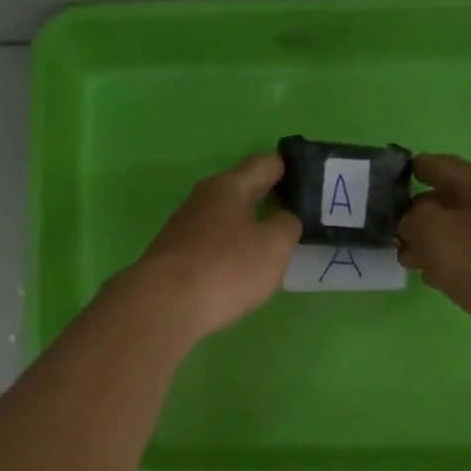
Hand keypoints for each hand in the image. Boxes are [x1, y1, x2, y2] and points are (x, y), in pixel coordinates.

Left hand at [132, 153, 302, 341]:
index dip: (286, 167)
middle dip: (266, 197)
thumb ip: (287, 226)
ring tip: (270, 244)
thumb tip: (283, 219)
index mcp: (227, 187)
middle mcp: (201, 200)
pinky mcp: (175, 259)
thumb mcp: (274, 245)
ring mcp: (183, 230)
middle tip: (294, 210)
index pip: (263, 164)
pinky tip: (240, 270)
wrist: (165, 306)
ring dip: (246, 227)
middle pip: (241, 191)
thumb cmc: (226, 267)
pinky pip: (212, 247)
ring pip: (224, 221)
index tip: (306, 176)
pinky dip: (229, 252)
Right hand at [396, 154, 470, 363]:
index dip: (412, 171)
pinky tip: (441, 281)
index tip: (388, 183)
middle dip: (419, 216)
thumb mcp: (436, 232)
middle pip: (450, 201)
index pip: (439, 166)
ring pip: (462, 232)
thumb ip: (414, 220)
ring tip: (411, 263)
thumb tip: (411, 222)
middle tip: (394, 237)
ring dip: (435, 244)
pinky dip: (454, 264)